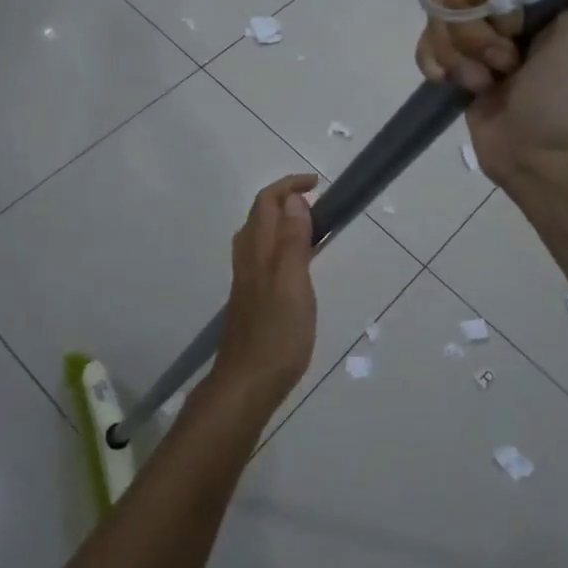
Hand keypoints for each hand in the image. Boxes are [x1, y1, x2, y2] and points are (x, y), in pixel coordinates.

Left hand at [211, 175, 319, 409]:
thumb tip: (294, 200)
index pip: (267, 201)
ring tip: (314, 229)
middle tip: (320, 206)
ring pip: (261, 235)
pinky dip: (283, 245)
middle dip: (287, 199)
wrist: (247, 383)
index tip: (318, 185)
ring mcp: (247, 279)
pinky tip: (299, 264)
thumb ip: (292, 240)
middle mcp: (248, 258)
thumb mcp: (292, 282)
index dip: (290, 186)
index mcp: (258, 249)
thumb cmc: (276, 333)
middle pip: (261, 214)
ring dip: (284, 221)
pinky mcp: (252, 297)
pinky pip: (265, 256)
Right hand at [415, 0, 567, 185]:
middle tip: (507, 55)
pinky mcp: (459, 59)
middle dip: (477, 18)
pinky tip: (460, 85)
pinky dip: (437, 61)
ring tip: (490, 78)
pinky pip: (427, 37)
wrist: (553, 161)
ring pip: (442, 6)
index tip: (515, 14)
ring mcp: (485, 29)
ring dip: (462, 47)